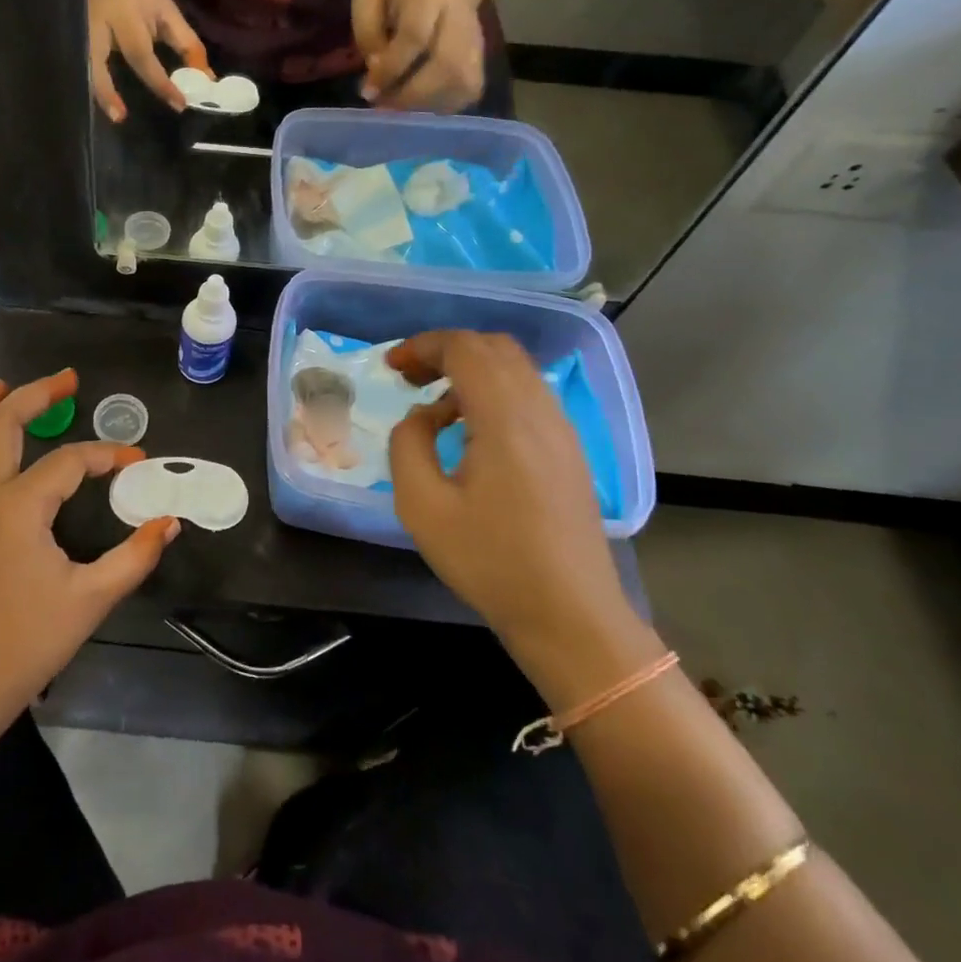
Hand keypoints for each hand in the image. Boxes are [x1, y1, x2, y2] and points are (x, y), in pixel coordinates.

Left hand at [0, 369, 179, 725]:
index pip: (69, 462)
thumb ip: (134, 557)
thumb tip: (168, 522)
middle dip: (36, 395)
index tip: (136, 459)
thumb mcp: (90, 599)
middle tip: (66, 380)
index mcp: (17, 507)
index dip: (106, 455)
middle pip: (1, 425)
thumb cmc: (25, 645)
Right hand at [87, 0, 210, 122]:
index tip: (179, 104)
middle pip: (98, 61)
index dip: (160, 82)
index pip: (142, 54)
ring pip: (81, 65)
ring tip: (111, 115)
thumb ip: (186, 44)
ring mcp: (78, 32)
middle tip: (120, 117)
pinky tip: (96, 106)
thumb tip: (206, 79)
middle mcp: (98, 25)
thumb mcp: (165, 10)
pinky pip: (77, 66)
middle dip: (108, 90)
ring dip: (94, 91)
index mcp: (125, 15)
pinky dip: (88, 86)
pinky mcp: (70, 38)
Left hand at [350, 0, 486, 110]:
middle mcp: (461, 20)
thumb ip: (366, 30)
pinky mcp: (480, 66)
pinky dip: (436, 106)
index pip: (415, 36)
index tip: (367, 89)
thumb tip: (375, 68)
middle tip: (381, 103)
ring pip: (459, 85)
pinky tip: (416, 102)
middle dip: (408, 94)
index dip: (390, 68)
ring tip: (394, 104)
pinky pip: (462, 96)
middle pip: (446, 66)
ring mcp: (477, 44)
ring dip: (421, 104)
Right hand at [385, 332, 635, 673]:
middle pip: (494, 348)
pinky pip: (529, 396)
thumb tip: (421, 416)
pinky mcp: (568, 451)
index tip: (390, 368)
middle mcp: (540, 411)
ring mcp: (561, 431)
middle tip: (409, 378)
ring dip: (470, 371)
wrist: (570, 616)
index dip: (422, 346)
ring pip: (516, 370)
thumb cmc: (491, 562)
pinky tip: (470, 431)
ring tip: (434, 405)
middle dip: (446, 351)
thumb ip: (408, 444)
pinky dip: (493, 392)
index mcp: (505, 419)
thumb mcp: (422, 506)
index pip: (465, 348)